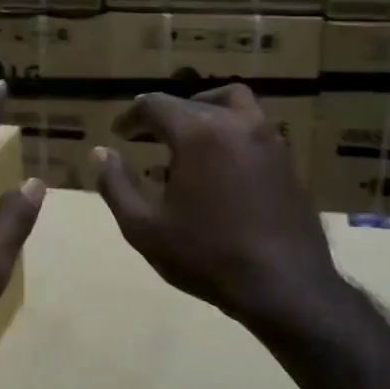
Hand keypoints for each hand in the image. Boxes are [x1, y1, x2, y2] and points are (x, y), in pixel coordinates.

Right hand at [93, 85, 341, 332]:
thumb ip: (116, 185)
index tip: (120, 133)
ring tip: (188, 143)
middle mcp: (237, 123)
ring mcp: (269, 140)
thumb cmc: (206, 256)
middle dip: (166, 116)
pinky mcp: (288, 162)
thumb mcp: (144, 227)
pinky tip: (220, 170)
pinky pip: (254, 130)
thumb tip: (101, 153)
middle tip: (148, 137)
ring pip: (233, 105)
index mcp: (199, 132)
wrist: (283, 285)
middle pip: (194, 102)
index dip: (132, 116)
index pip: (156, 105)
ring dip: (205, 114)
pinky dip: (230, 134)